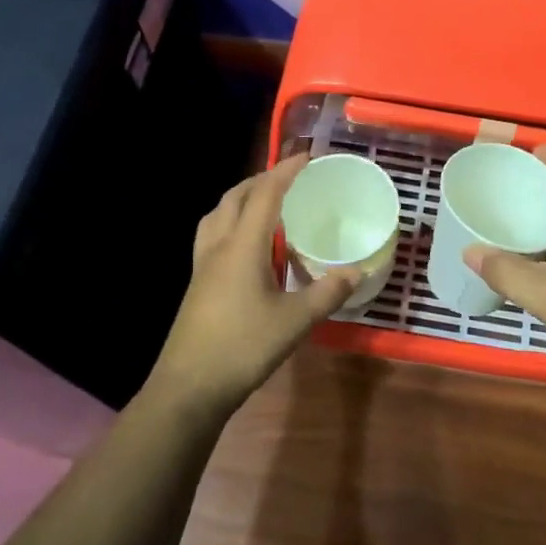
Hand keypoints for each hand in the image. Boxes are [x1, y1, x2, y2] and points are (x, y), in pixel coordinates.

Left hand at [151, 155, 361, 415]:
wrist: (189, 387)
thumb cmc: (243, 347)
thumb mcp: (295, 321)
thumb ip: (326, 293)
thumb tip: (356, 271)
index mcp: (242, 246)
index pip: (265, 194)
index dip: (285, 171)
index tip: (307, 157)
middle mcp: (218, 246)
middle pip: (235, 197)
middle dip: (261, 179)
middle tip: (288, 179)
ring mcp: (202, 265)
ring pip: (217, 215)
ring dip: (240, 199)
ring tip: (265, 204)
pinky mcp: (197, 284)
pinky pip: (212, 236)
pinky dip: (231, 223)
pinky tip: (247, 246)